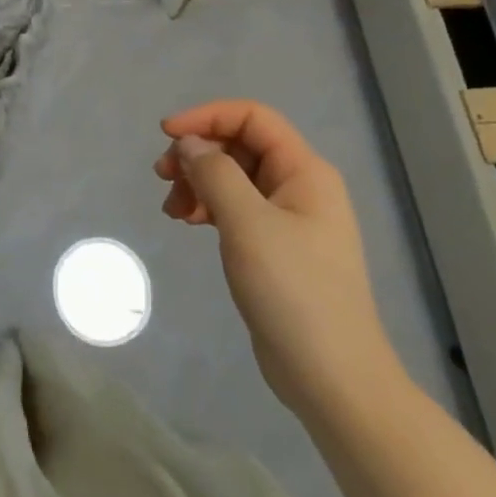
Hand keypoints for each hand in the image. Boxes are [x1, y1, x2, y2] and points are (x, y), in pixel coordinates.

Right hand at [155, 99, 402, 414]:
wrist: (334, 380)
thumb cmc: (294, 293)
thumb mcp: (247, 224)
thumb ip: (215, 174)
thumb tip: (189, 143)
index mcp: (305, 171)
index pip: (252, 118)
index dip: (207, 116)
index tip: (166, 135)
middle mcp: (300, 186)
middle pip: (240, 146)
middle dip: (198, 153)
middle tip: (162, 176)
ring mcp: (290, 219)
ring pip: (234, 177)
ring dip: (199, 182)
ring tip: (172, 208)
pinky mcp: (277, 248)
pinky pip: (236, 208)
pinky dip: (209, 208)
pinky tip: (187, 222)